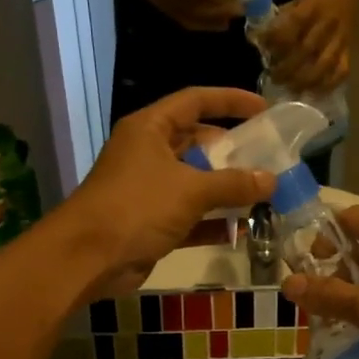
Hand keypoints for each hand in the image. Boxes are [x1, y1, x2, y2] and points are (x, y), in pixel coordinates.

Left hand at [60, 87, 274, 297]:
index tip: (263, 108)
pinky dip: (214, 221)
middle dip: (233, 152)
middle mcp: (149, 153)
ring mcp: (150, 189)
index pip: (195, 101)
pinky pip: (191, 216)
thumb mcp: (190, 190)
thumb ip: (233, 183)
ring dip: (227, 190)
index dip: (230, 101)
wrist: (88, 258)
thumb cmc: (137, 208)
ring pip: (196, 182)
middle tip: (268, 159)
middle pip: (198, 143)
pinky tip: (244, 229)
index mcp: (151, 129)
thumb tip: (271, 179)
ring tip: (265, 194)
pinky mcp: (152, 223)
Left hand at [265, 0, 354, 93]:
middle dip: (288, 67)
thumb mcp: (295, 3)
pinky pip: (341, 72)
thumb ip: (279, 21)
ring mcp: (341, 40)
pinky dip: (327, 85)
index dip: (277, 39)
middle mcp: (328, 24)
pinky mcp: (349, 53)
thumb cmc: (313, 4)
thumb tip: (258, 40)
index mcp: (313, 7)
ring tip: (290, 89)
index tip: (264, 49)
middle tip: (274, 77)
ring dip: (305, 80)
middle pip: (307, 49)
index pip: (294, 24)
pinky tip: (312, 93)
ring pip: (325, 65)